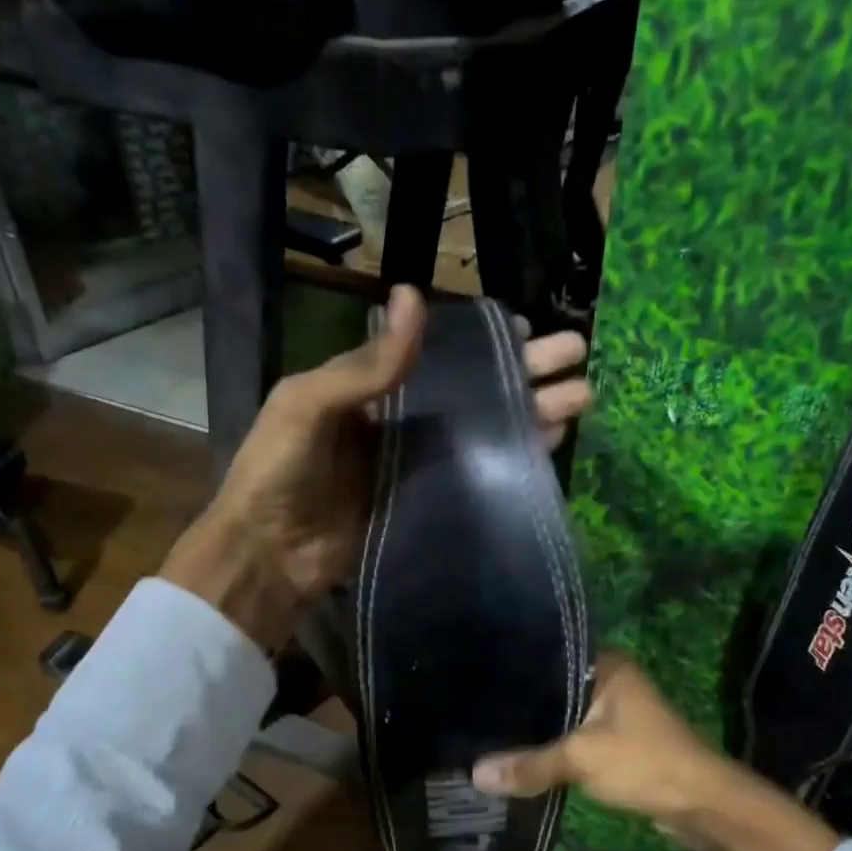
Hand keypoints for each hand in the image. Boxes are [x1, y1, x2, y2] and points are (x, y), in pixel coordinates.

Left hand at [162, 286, 590, 648]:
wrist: (269, 555)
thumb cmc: (278, 471)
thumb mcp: (309, 405)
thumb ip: (366, 364)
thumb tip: (414, 295)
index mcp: (369, 388)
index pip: (437, 353)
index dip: (482, 341)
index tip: (525, 329)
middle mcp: (400, 421)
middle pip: (473, 389)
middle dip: (525, 372)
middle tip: (578, 356)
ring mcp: (417, 465)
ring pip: (484, 430)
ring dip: (531, 413)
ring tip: (582, 399)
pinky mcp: (427, 504)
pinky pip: (476, 476)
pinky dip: (512, 461)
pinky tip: (549, 446)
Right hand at [470, 654, 728, 827]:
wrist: (703, 805)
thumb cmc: (645, 763)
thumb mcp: (581, 759)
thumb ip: (529, 764)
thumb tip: (475, 774)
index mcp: (607, 667)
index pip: (551, 655)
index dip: (516, 667)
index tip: (476, 675)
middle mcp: (612, 682)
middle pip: (555, 688)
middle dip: (522, 703)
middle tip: (473, 707)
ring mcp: (617, 714)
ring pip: (565, 717)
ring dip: (538, 729)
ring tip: (488, 731)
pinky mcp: (618, 744)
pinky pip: (575, 740)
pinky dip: (554, 749)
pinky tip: (522, 756)